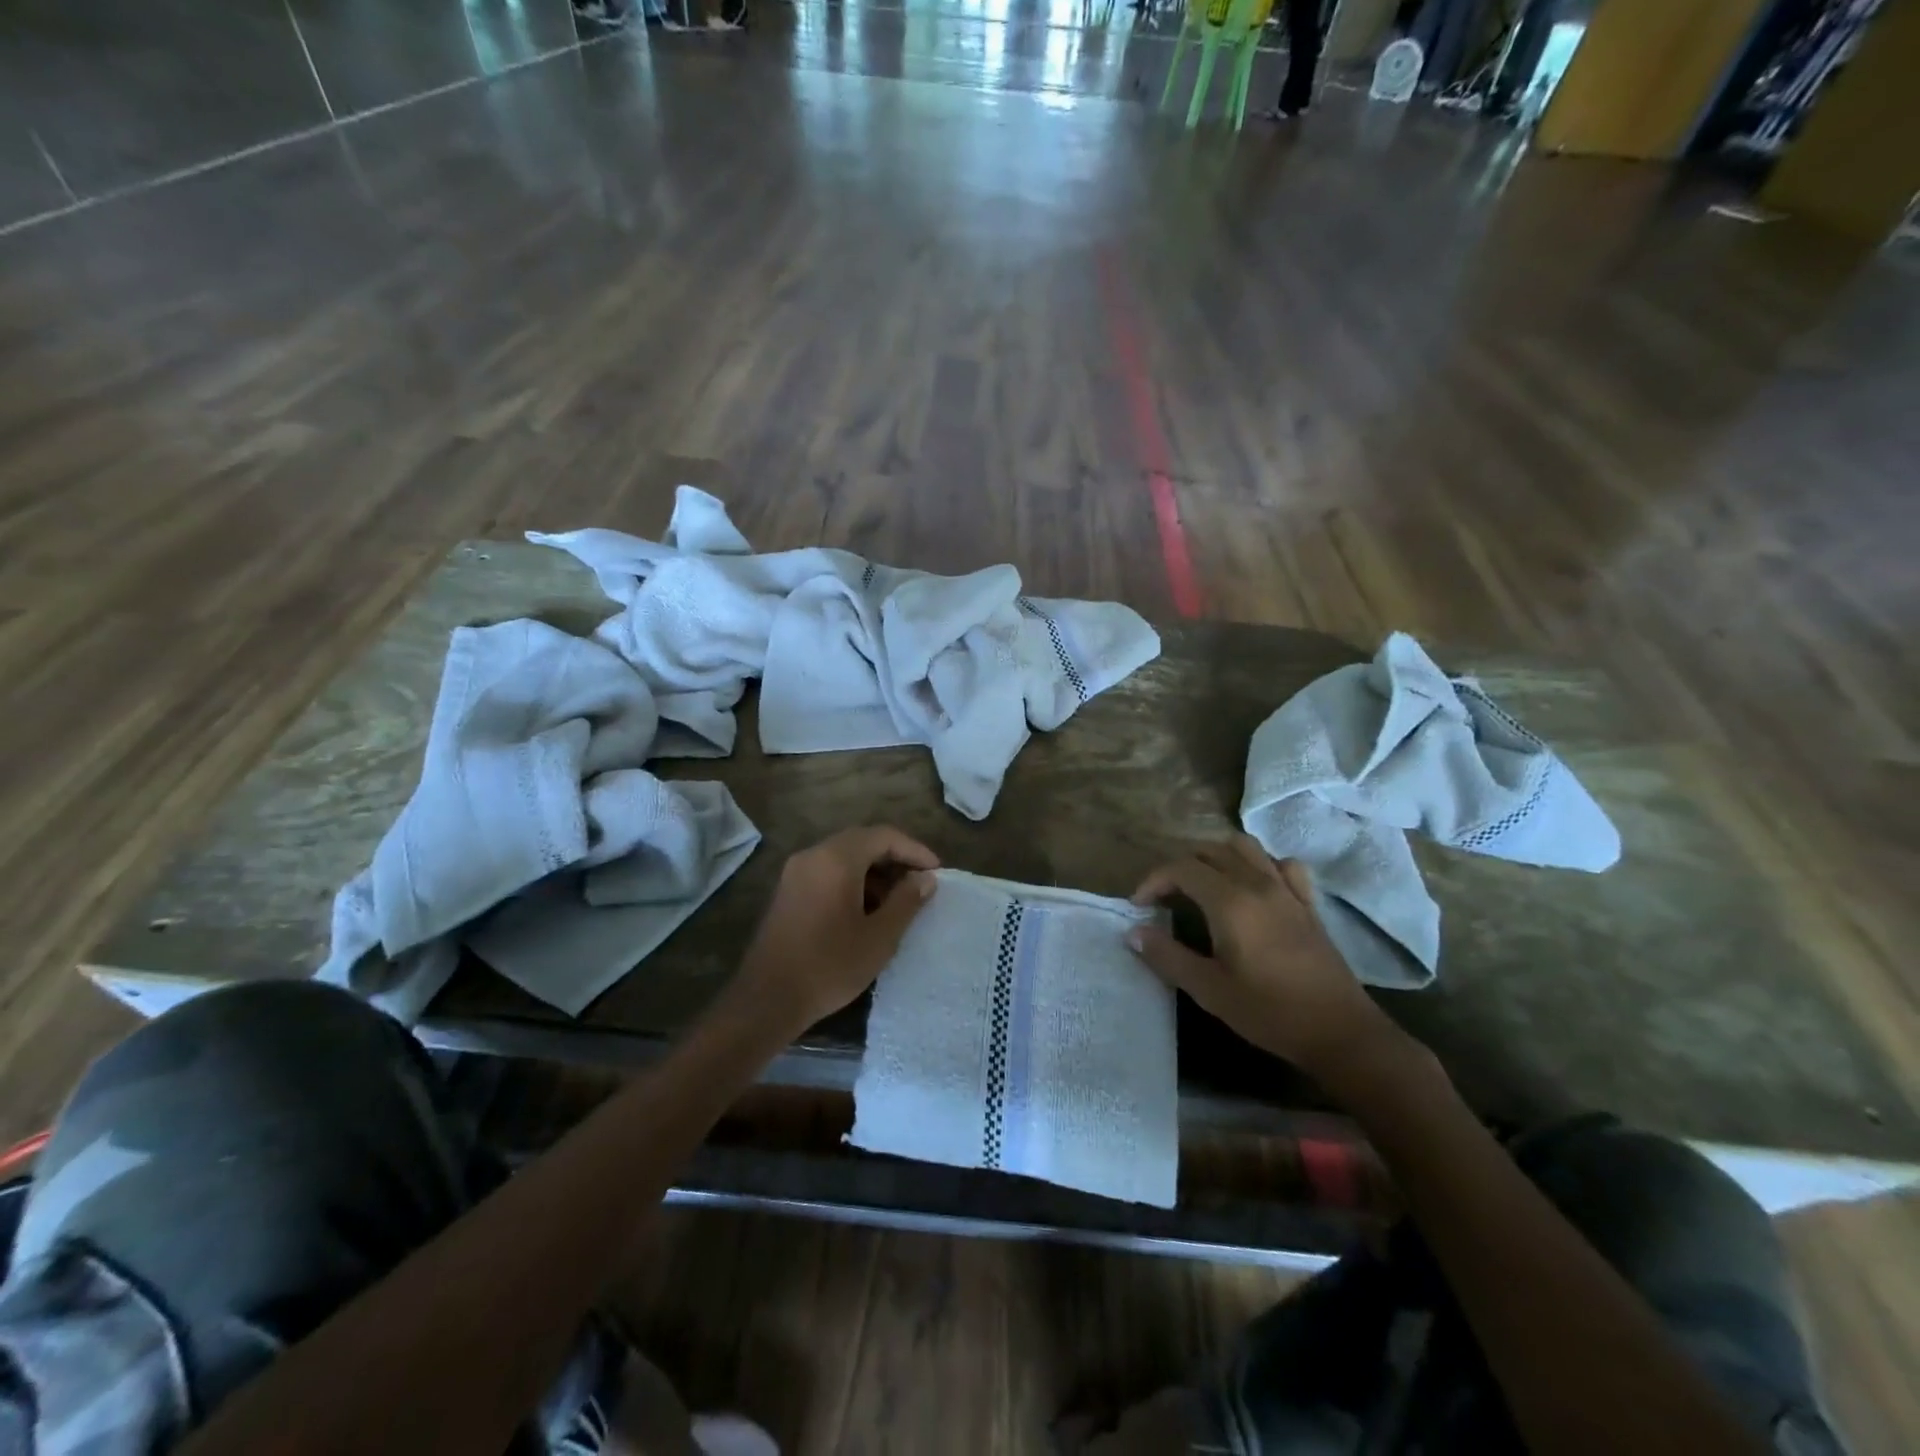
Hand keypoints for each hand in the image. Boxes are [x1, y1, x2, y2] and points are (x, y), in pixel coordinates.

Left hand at [735, 826, 938, 1030]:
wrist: (767, 1000)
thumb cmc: (829, 966)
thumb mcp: (879, 937)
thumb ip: (906, 902)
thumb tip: (926, 879)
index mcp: (836, 859)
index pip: (883, 836)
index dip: (914, 850)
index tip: (936, 872)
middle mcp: (813, 855)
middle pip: (862, 842)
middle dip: (894, 859)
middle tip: (920, 883)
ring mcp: (796, 872)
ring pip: (844, 857)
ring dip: (874, 871)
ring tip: (898, 901)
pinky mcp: (788, 891)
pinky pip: (827, 872)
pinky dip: (852, 881)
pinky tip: (867, 911)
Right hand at [1129, 835, 1395, 1078]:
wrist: (1339, 1032)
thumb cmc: (1269, 1012)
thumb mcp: (1209, 990)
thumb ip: (1167, 956)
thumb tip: (1134, 933)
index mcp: (1230, 902)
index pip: (1181, 868)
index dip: (1154, 880)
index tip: (1140, 905)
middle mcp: (1257, 884)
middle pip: (1210, 851)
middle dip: (1180, 866)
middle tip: (1165, 897)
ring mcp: (1287, 890)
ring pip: (1245, 848)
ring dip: (1217, 857)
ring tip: (1203, 884)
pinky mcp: (1307, 903)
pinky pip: (1281, 864)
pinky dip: (1260, 864)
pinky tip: (1253, 886)